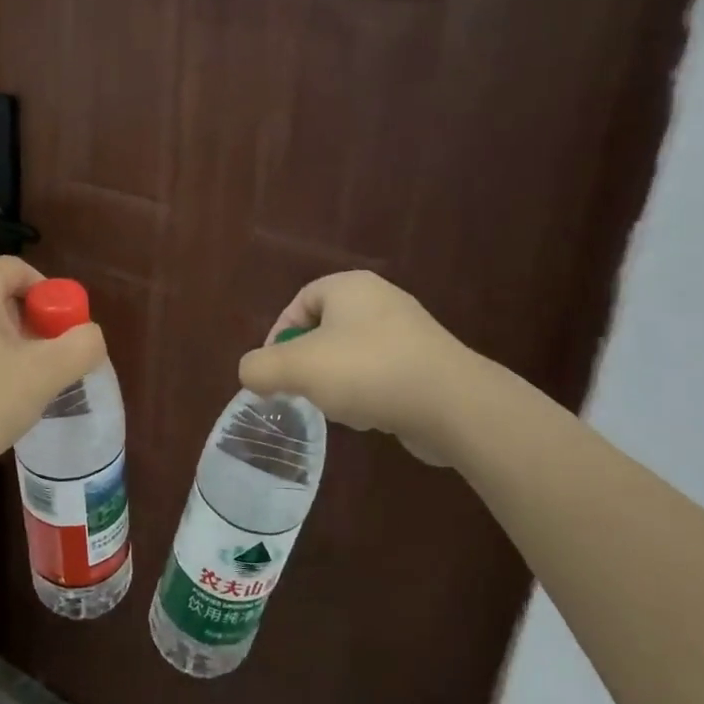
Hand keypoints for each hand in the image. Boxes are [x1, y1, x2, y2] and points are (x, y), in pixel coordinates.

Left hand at [0, 257, 106, 503]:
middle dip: (36, 323)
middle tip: (54, 360)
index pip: (17, 268)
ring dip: (16, 347)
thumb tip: (90, 335)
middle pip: (3, 296)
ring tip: (31, 384)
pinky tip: (0, 399)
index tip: (64, 330)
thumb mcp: (43, 374)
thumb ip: (81, 346)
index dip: (50, 292)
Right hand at [238, 271, 476, 466]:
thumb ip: (259, 368)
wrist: (452, 404)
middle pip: (324, 330)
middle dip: (308, 363)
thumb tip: (251, 374)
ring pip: (351, 355)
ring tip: (337, 407)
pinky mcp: (427, 365)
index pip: (300, 302)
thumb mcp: (296, 368)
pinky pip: (381, 374)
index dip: (278, 335)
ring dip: (336, 382)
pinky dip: (367, 394)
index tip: (274, 371)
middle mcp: (381, 300)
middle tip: (300, 390)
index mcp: (349, 286)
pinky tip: (369, 416)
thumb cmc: (367, 371)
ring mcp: (409, 333)